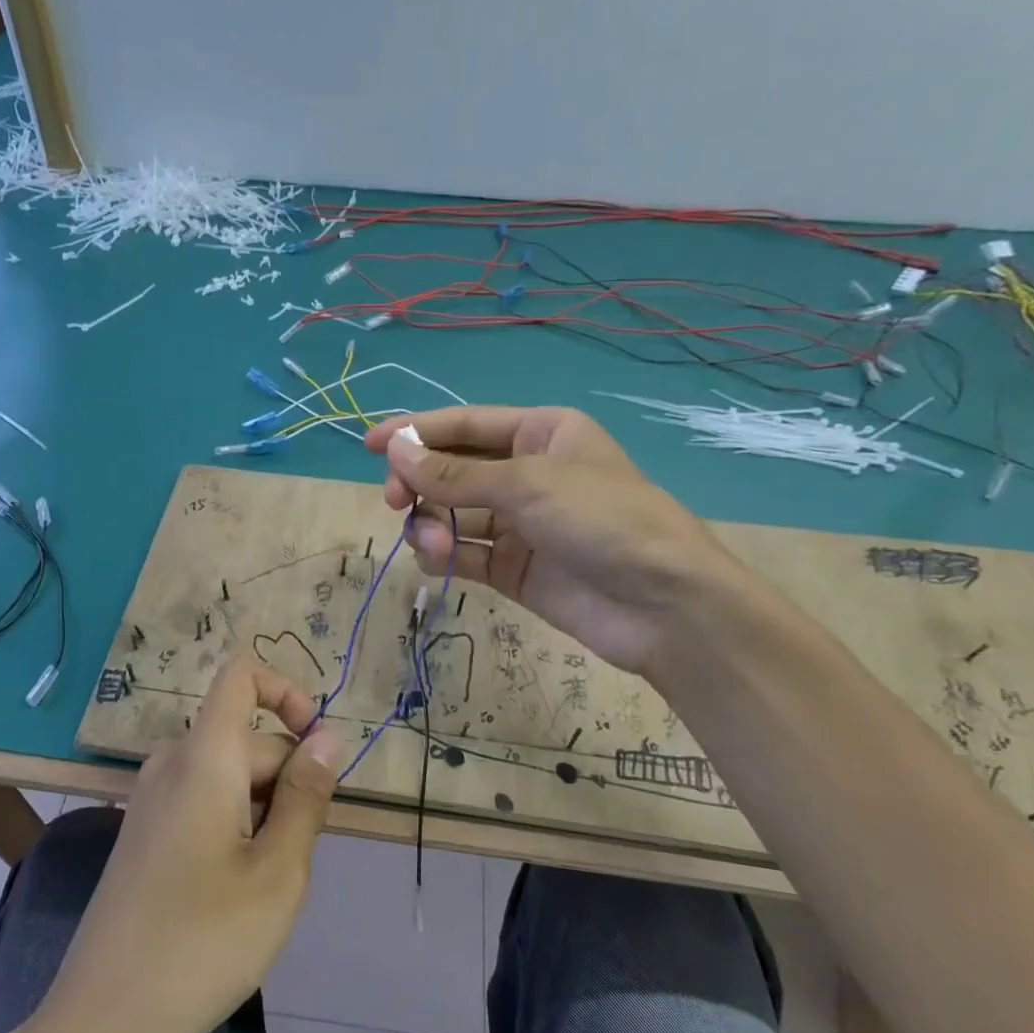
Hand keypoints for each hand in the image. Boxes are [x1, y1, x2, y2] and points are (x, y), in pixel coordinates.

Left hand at [38, 658, 341, 1032]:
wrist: (102, 1022)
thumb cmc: (202, 943)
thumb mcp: (278, 871)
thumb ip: (306, 795)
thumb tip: (328, 736)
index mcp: (203, 757)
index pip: (240, 676)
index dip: (287, 691)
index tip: (317, 749)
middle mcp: (172, 764)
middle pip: (247, 739)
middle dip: (287, 782)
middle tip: (293, 861)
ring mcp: (152, 799)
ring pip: (231, 776)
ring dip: (264, 812)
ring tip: (264, 885)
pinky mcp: (145, 832)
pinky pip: (205, 802)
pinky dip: (236, 827)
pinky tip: (233, 892)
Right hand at [364, 406, 749, 675]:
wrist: (662, 607)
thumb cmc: (603, 521)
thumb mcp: (528, 484)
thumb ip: (455, 473)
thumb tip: (394, 451)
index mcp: (542, 434)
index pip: (466, 425)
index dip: (416, 432)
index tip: (371, 444)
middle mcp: (528, 474)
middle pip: (454, 468)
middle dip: (420, 481)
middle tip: (394, 498)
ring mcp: (520, 524)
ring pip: (453, 513)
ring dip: (431, 521)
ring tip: (428, 537)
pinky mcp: (514, 568)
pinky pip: (465, 552)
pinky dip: (444, 553)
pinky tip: (436, 557)